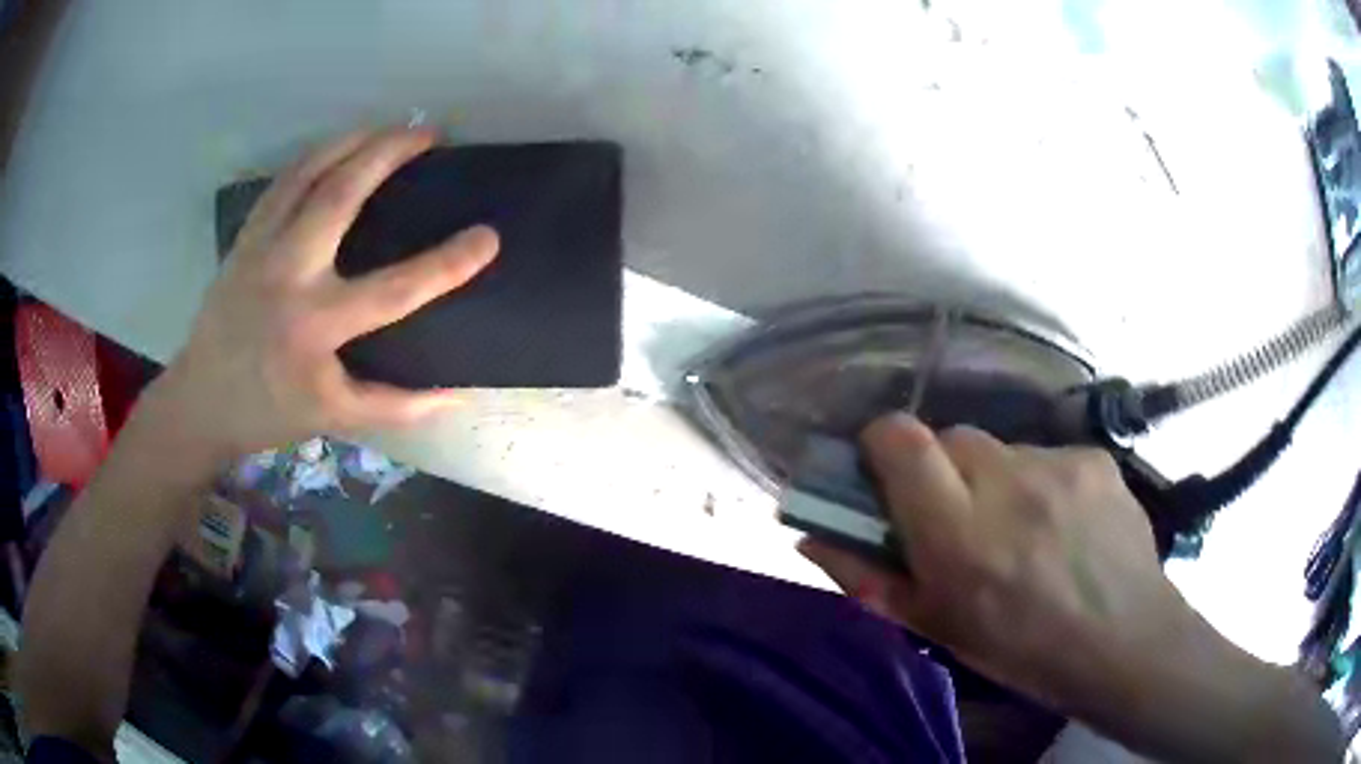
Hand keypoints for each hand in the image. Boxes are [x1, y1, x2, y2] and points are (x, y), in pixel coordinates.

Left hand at [147, 127, 498, 459]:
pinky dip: (314, 156)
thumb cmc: (269, 412)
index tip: (489, 237)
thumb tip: (458, 395)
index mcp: (315, 326)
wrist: (202, 401)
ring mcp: (260, 248)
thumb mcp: (335, 417)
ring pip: (306, 174)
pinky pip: (282, 183)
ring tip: (387, 126)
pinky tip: (336, 148)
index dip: (447, 263)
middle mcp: (287, 275)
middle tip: (429, 133)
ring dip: (351, 140)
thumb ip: (397, 405)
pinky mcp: (245, 238)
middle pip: (340, 195)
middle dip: (388, 153)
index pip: (394, 289)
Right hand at [800, 415, 1181, 710]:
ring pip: (1002, 450)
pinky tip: (1064, 525)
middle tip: (962, 518)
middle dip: (944, 471)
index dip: (883, 443)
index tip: (884, 471)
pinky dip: (1042, 483)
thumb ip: (869, 579)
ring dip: (997, 481)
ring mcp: (1058, 464)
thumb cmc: (1021, 649)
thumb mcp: (937, 627)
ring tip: (1023, 529)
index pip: (902, 441)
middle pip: (951, 438)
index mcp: (960, 535)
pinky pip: (1047, 456)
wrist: (1124, 640)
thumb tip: (811, 536)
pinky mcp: (1094, 458)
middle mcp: (1008, 484)